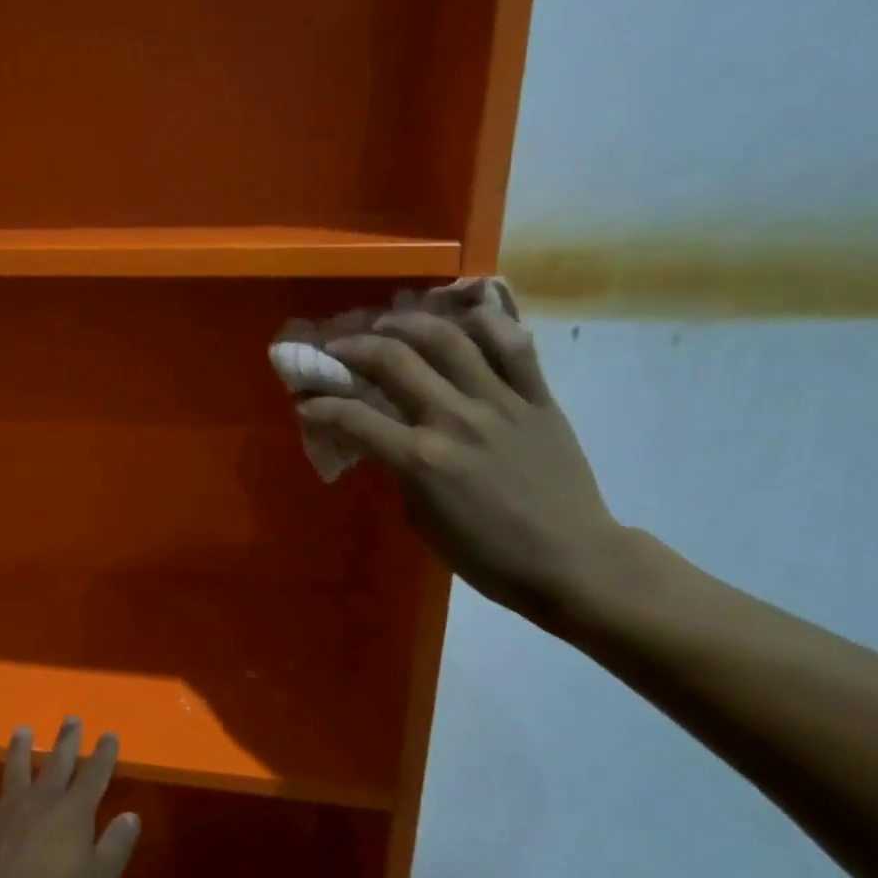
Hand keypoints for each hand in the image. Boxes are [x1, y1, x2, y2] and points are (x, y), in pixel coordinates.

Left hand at [0, 719, 140, 877]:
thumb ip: (115, 847)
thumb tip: (131, 816)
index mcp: (74, 812)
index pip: (94, 775)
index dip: (104, 754)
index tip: (109, 734)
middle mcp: (41, 802)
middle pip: (56, 764)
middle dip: (67, 741)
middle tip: (71, 718)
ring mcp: (5, 812)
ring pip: (15, 772)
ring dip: (20, 751)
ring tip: (22, 731)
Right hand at [302, 304, 630, 624]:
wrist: (571, 561)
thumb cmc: (487, 555)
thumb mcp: (423, 520)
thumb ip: (401, 471)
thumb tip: (387, 439)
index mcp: (421, 459)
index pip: (353, 418)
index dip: (320, 406)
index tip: (305, 401)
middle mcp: (455, 418)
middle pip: (393, 360)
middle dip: (352, 347)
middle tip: (336, 347)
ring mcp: (500, 402)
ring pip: (448, 338)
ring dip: (408, 322)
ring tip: (388, 321)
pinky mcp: (538, 397)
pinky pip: (513, 345)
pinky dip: (486, 323)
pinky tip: (463, 317)